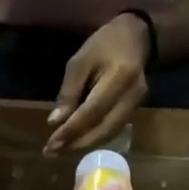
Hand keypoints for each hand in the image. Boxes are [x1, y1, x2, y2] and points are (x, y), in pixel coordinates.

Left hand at [45, 14, 149, 153]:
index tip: (51, 144)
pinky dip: (94, 138)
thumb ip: (68, 92)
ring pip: (108, 134)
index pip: (92, 112)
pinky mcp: (135, 110)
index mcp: (119, 78)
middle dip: (76, 143)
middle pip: (103, 129)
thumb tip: (55, 122)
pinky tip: (77, 140)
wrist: (137, 37)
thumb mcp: (80, 61)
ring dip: (84, 144)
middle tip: (52, 151)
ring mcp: (136, 105)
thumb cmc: (104, 44)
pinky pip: (112, 130)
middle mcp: (132, 96)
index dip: (71, 130)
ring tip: (61, 149)